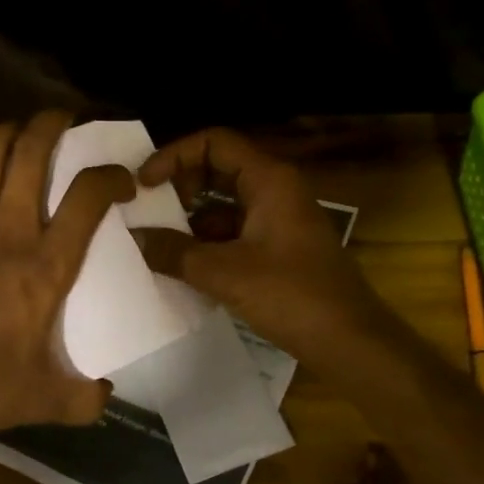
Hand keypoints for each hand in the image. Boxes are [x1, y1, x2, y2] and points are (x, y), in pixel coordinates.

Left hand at [0, 111, 135, 442]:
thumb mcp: (43, 400)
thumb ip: (82, 398)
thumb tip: (104, 396)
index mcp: (45, 267)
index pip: (88, 199)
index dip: (111, 176)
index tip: (121, 180)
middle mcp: (7, 234)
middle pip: (32, 156)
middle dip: (50, 125)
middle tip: (61, 117)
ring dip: (0, 134)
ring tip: (11, 130)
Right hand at [133, 128, 390, 366]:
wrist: (350, 341)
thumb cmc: (292, 296)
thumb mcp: (224, 273)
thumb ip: (174, 252)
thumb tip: (134, 238)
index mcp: (269, 180)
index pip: (214, 142)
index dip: (174, 155)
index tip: (144, 184)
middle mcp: (275, 190)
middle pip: (218, 168)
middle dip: (180, 186)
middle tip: (149, 211)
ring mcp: (279, 220)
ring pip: (225, 203)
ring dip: (191, 218)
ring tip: (157, 243)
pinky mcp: (279, 248)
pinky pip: (235, 231)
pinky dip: (208, 242)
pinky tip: (185, 267)